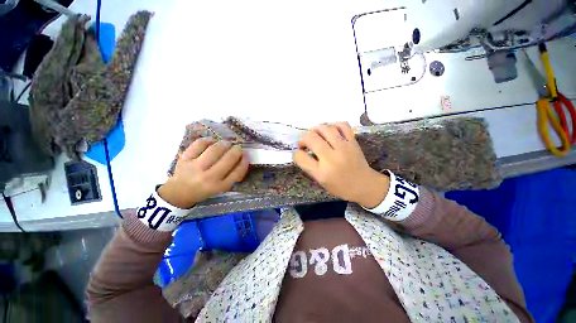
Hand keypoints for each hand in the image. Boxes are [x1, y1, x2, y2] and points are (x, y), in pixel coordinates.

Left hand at [158, 139, 248, 208]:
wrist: (179, 192)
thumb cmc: (205, 189)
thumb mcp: (222, 187)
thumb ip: (233, 175)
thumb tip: (243, 158)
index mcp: (219, 186)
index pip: (237, 172)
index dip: (244, 162)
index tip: (246, 156)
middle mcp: (208, 178)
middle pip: (228, 159)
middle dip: (237, 150)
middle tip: (238, 147)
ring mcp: (195, 167)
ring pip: (215, 150)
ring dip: (225, 144)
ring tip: (227, 143)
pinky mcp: (185, 159)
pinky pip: (199, 144)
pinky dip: (209, 140)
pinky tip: (213, 141)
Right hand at [293, 123, 389, 208]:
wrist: (364, 184)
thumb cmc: (340, 186)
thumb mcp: (321, 181)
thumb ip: (310, 167)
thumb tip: (302, 152)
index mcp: (321, 172)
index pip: (301, 157)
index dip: (296, 154)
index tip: (299, 153)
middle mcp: (331, 158)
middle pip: (311, 138)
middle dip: (303, 139)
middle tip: (304, 143)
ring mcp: (344, 147)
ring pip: (325, 128)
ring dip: (315, 129)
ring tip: (315, 135)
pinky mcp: (353, 141)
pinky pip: (342, 125)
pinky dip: (333, 125)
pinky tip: (330, 131)